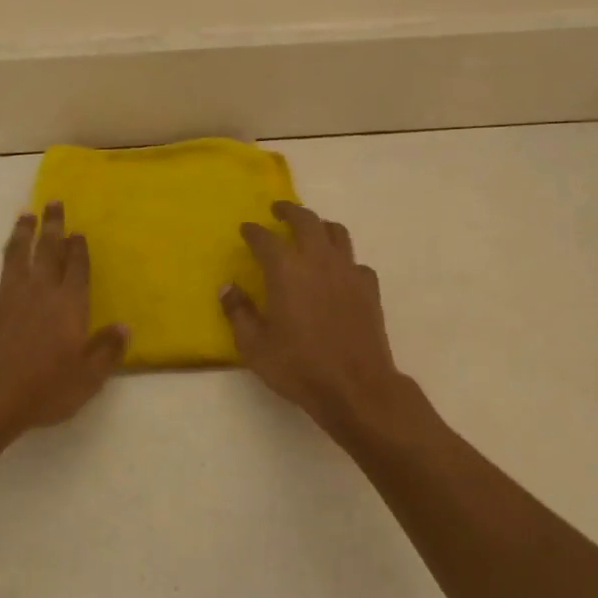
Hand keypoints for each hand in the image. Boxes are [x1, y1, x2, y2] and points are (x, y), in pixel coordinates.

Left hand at [0, 203, 128, 437]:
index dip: (78, 248)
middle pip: (48, 250)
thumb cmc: (45, 388)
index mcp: (69, 304)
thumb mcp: (88, 377)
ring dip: (20, 234)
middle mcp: (40, 290)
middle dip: (52, 226)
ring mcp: (7, 295)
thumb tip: (125, 327)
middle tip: (52, 202)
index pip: (77, 267)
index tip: (78, 231)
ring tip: (24, 215)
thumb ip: (107, 350)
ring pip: (15, 255)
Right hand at [220, 201, 427, 443]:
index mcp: (285, 270)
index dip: (253, 231)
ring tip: (311, 231)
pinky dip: (343, 260)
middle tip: (279, 210)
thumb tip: (228, 288)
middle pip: (306, 220)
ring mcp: (348, 272)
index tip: (246, 229)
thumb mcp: (254, 345)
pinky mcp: (369, 288)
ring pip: (337, 233)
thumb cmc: (299, 366)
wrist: (356, 387)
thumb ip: (238, 312)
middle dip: (289, 211)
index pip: (265, 238)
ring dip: (320, 226)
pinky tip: (338, 273)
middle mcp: (318, 260)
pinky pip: (355, 262)